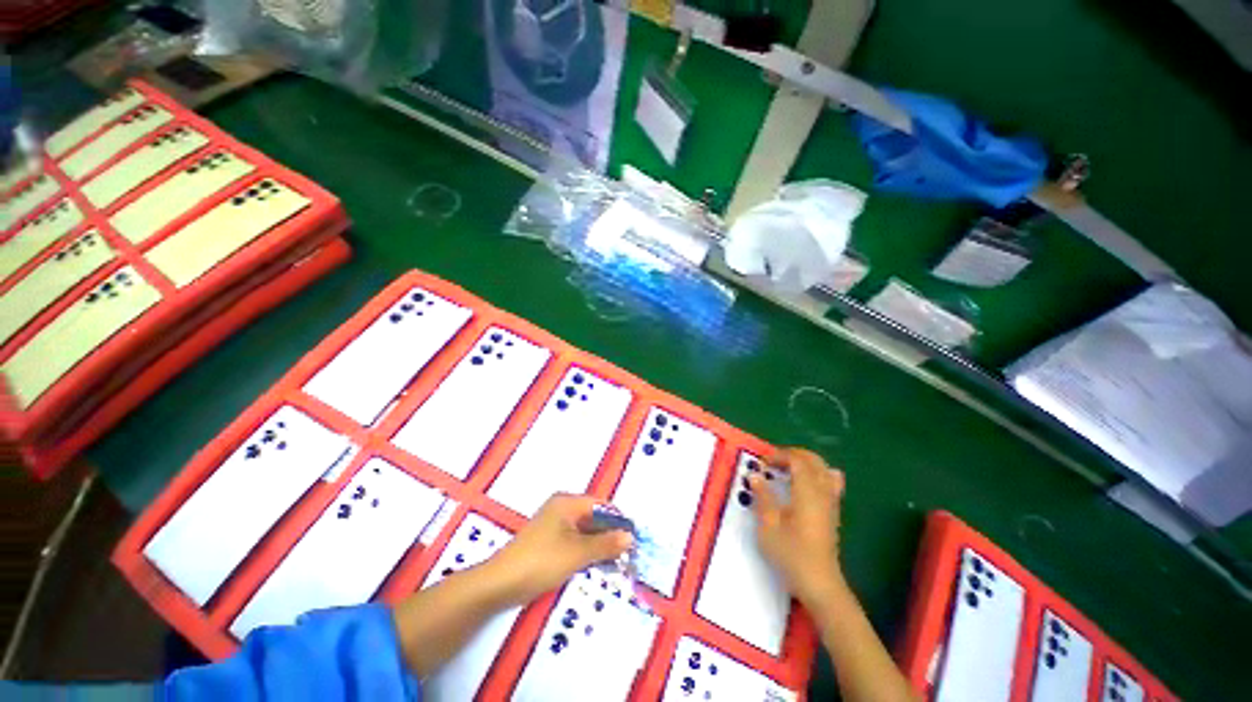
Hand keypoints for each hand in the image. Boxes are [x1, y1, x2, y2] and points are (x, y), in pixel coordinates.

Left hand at [485, 494, 632, 605]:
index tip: (634, 539)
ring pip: (586, 532)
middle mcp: (562, 509)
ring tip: (617, 563)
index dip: (618, 521)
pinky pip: (576, 542)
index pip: (601, 506)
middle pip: (594, 518)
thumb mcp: (577, 553)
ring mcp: (555, 526)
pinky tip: (599, 565)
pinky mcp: (550, 542)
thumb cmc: (541, 561)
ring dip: (601, 545)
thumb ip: (606, 543)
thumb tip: (630, 537)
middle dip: (611, 535)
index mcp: (568, 503)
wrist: (500, 584)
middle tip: (628, 554)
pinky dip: (588, 551)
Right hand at [749, 447, 846, 605]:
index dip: (779, 456)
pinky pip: (830, 483)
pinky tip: (806, 484)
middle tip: (773, 461)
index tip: (762, 463)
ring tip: (787, 469)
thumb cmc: (791, 554)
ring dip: (805, 463)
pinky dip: (818, 475)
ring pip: (824, 470)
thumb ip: (763, 496)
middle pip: (813, 461)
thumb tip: (755, 475)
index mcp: (808, 492)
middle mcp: (823, 493)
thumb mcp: (769, 525)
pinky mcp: (833, 513)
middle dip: (793, 455)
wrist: (820, 584)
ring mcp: (831, 503)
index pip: (797, 461)